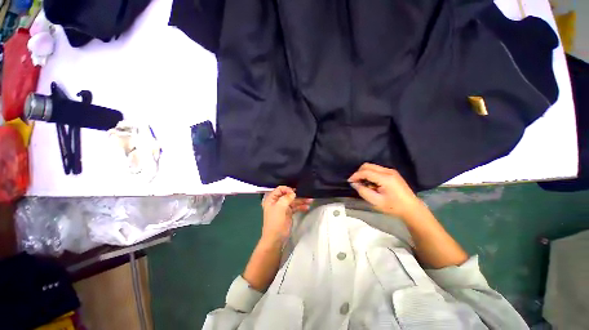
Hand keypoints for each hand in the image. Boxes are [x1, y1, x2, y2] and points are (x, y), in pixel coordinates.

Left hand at [261, 186, 312, 243]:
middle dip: (297, 194)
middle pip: (288, 195)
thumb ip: (286, 198)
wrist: (275, 239)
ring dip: (301, 200)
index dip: (287, 189)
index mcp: (272, 199)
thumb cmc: (275, 222)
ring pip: (293, 201)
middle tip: (306, 194)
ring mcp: (283, 208)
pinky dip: (301, 207)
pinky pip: (295, 207)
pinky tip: (307, 207)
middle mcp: (277, 202)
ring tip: (310, 200)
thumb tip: (293, 193)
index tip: (295, 192)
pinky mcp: (288, 213)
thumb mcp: (280, 208)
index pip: (280, 189)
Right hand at [348, 163, 422, 218]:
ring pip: (372, 166)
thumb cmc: (393, 207)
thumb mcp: (376, 202)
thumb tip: (354, 184)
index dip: (355, 175)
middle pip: (368, 165)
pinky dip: (370, 174)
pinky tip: (371, 183)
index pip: (366, 172)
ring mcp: (391, 171)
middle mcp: (388, 171)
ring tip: (363, 183)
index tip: (349, 181)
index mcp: (385, 178)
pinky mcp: (392, 173)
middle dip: (359, 172)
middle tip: (355, 182)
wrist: (411, 208)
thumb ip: (363, 191)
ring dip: (364, 173)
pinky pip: (376, 169)